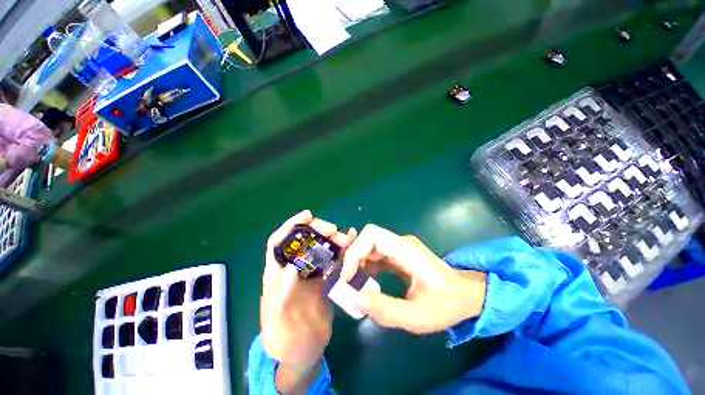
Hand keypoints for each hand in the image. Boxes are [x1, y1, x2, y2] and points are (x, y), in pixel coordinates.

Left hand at [261, 210, 355, 392]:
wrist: (303, 352)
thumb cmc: (285, 339)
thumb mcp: (278, 319)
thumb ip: (281, 294)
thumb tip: (292, 265)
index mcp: (277, 274)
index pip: (279, 242)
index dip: (291, 226)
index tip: (308, 215)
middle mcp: (294, 268)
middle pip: (304, 241)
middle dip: (317, 230)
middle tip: (334, 230)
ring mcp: (310, 273)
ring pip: (320, 247)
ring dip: (332, 239)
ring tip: (347, 238)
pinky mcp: (324, 279)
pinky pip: (332, 259)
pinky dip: (341, 249)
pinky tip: (351, 244)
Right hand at [342, 224, 486, 333]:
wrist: (466, 295)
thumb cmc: (446, 304)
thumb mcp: (417, 317)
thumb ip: (386, 310)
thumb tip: (355, 298)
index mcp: (407, 250)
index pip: (372, 235)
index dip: (356, 251)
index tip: (349, 276)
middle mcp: (401, 242)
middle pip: (368, 237)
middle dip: (353, 256)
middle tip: (348, 280)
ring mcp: (400, 247)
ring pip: (369, 244)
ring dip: (358, 261)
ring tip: (353, 282)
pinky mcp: (398, 254)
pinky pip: (375, 253)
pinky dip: (365, 264)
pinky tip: (364, 280)